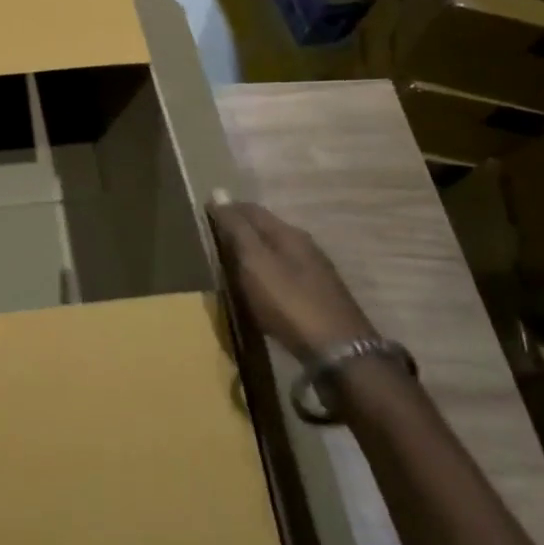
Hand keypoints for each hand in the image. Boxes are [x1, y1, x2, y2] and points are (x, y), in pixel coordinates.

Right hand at [209, 199, 372, 359]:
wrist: (339, 352)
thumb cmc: (289, 302)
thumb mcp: (255, 262)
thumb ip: (237, 229)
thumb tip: (218, 192)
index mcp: (288, 233)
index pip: (251, 209)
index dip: (227, 208)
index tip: (204, 213)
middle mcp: (304, 246)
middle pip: (266, 229)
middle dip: (241, 229)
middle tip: (213, 238)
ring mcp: (315, 272)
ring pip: (277, 251)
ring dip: (254, 251)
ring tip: (231, 262)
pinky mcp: (319, 297)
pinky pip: (284, 273)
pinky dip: (266, 272)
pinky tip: (259, 286)